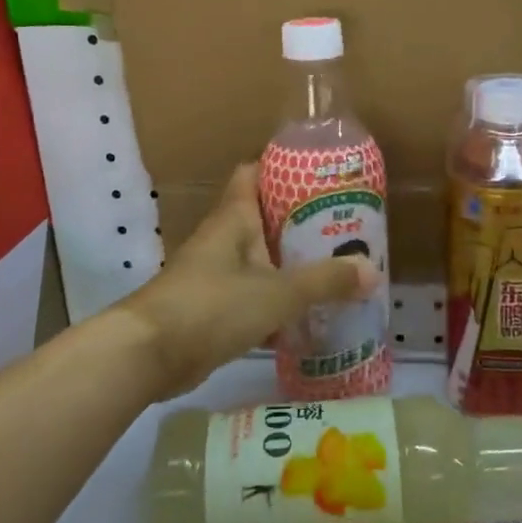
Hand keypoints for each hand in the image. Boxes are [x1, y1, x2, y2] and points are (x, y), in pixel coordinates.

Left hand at [120, 165, 378, 399]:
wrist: (149, 355)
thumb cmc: (213, 306)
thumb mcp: (278, 292)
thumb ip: (326, 281)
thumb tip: (372, 271)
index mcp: (233, 218)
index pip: (254, 173)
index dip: (283, 167)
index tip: (320, 173)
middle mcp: (223, 239)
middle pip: (264, 218)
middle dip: (301, 222)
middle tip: (343, 227)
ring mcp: (214, 275)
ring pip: (261, 259)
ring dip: (291, 264)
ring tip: (335, 268)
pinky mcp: (212, 309)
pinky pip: (252, 294)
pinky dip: (277, 301)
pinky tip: (307, 314)